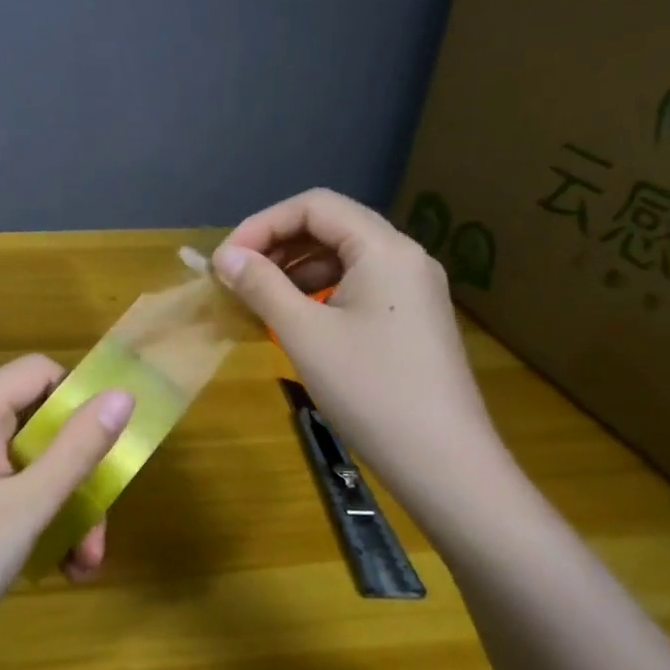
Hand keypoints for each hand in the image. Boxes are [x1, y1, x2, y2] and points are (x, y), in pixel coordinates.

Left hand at [0, 354, 132, 669]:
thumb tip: (122, 394)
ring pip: (32, 469)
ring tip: (84, 565)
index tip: (110, 439)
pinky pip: (12, 498)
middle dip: (79, 474)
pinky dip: (40, 525)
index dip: (77, 395)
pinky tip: (61, 569)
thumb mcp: (29, 505)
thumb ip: (78, 448)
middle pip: (40, 427)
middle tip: (100, 529)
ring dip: (67, 510)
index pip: (36, 372)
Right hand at [212, 188, 499, 504]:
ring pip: (345, 257)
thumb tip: (226, 257)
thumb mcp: (304, 334)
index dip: (263, 224)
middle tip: (237, 276)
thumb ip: (261, 286)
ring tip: (259, 298)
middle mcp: (405, 257)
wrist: (444, 462)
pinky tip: (295, 320)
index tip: (227, 259)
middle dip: (278, 244)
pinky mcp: (413, 318)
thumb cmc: (370, 390)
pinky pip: (359, 285)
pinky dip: (320, 292)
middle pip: (331, 227)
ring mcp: (414, 288)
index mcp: (384, 249)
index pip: (315, 207)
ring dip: (296, 269)